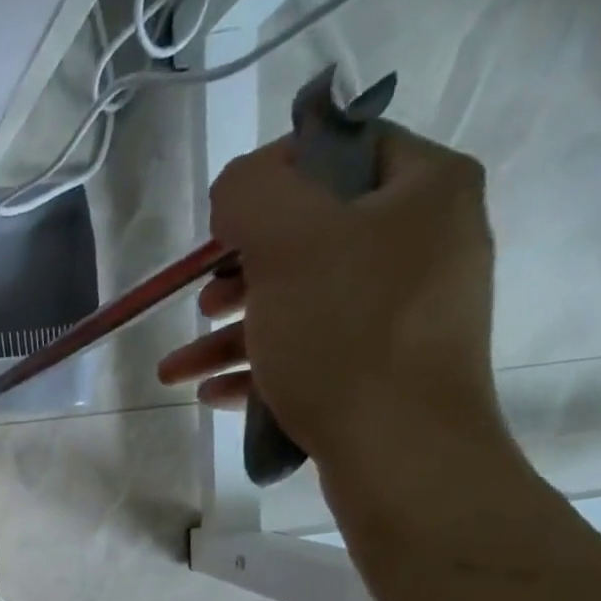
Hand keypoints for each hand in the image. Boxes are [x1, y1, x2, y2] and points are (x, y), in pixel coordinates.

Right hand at [157, 126, 506, 476]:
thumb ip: (252, 192)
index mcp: (423, 189)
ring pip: (302, 304)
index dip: (274, 173)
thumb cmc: (346, 336)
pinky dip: (259, 370)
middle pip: (313, 236)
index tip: (223, 219)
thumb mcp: (288, 244)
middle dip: (239, 271)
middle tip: (202, 298)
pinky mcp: (382, 371)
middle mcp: (425, 242)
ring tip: (176, 368)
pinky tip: (212, 394)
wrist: (401, 452)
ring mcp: (405, 314)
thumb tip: (237, 192)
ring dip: (231, 334)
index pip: (342, 148)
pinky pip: (312, 354)